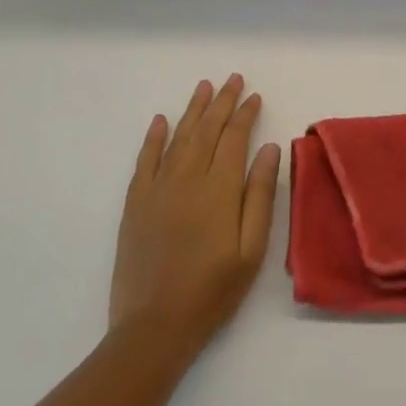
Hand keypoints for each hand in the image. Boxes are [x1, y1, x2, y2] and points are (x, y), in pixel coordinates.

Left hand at [109, 75, 281, 361]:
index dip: (245, 115)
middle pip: (207, 130)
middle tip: (233, 79)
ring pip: (178, 137)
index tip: (255, 96)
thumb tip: (269, 149)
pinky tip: (160, 120)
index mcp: (219, 189)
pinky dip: (153, 137)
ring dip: (192, 110)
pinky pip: (145, 160)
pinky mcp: (136, 203)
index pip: (234, 138)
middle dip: (222, 102)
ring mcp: (157, 189)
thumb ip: (260, 195)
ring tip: (204, 87)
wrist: (154, 326)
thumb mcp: (251, 249)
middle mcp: (187, 178)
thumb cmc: (213, 291)